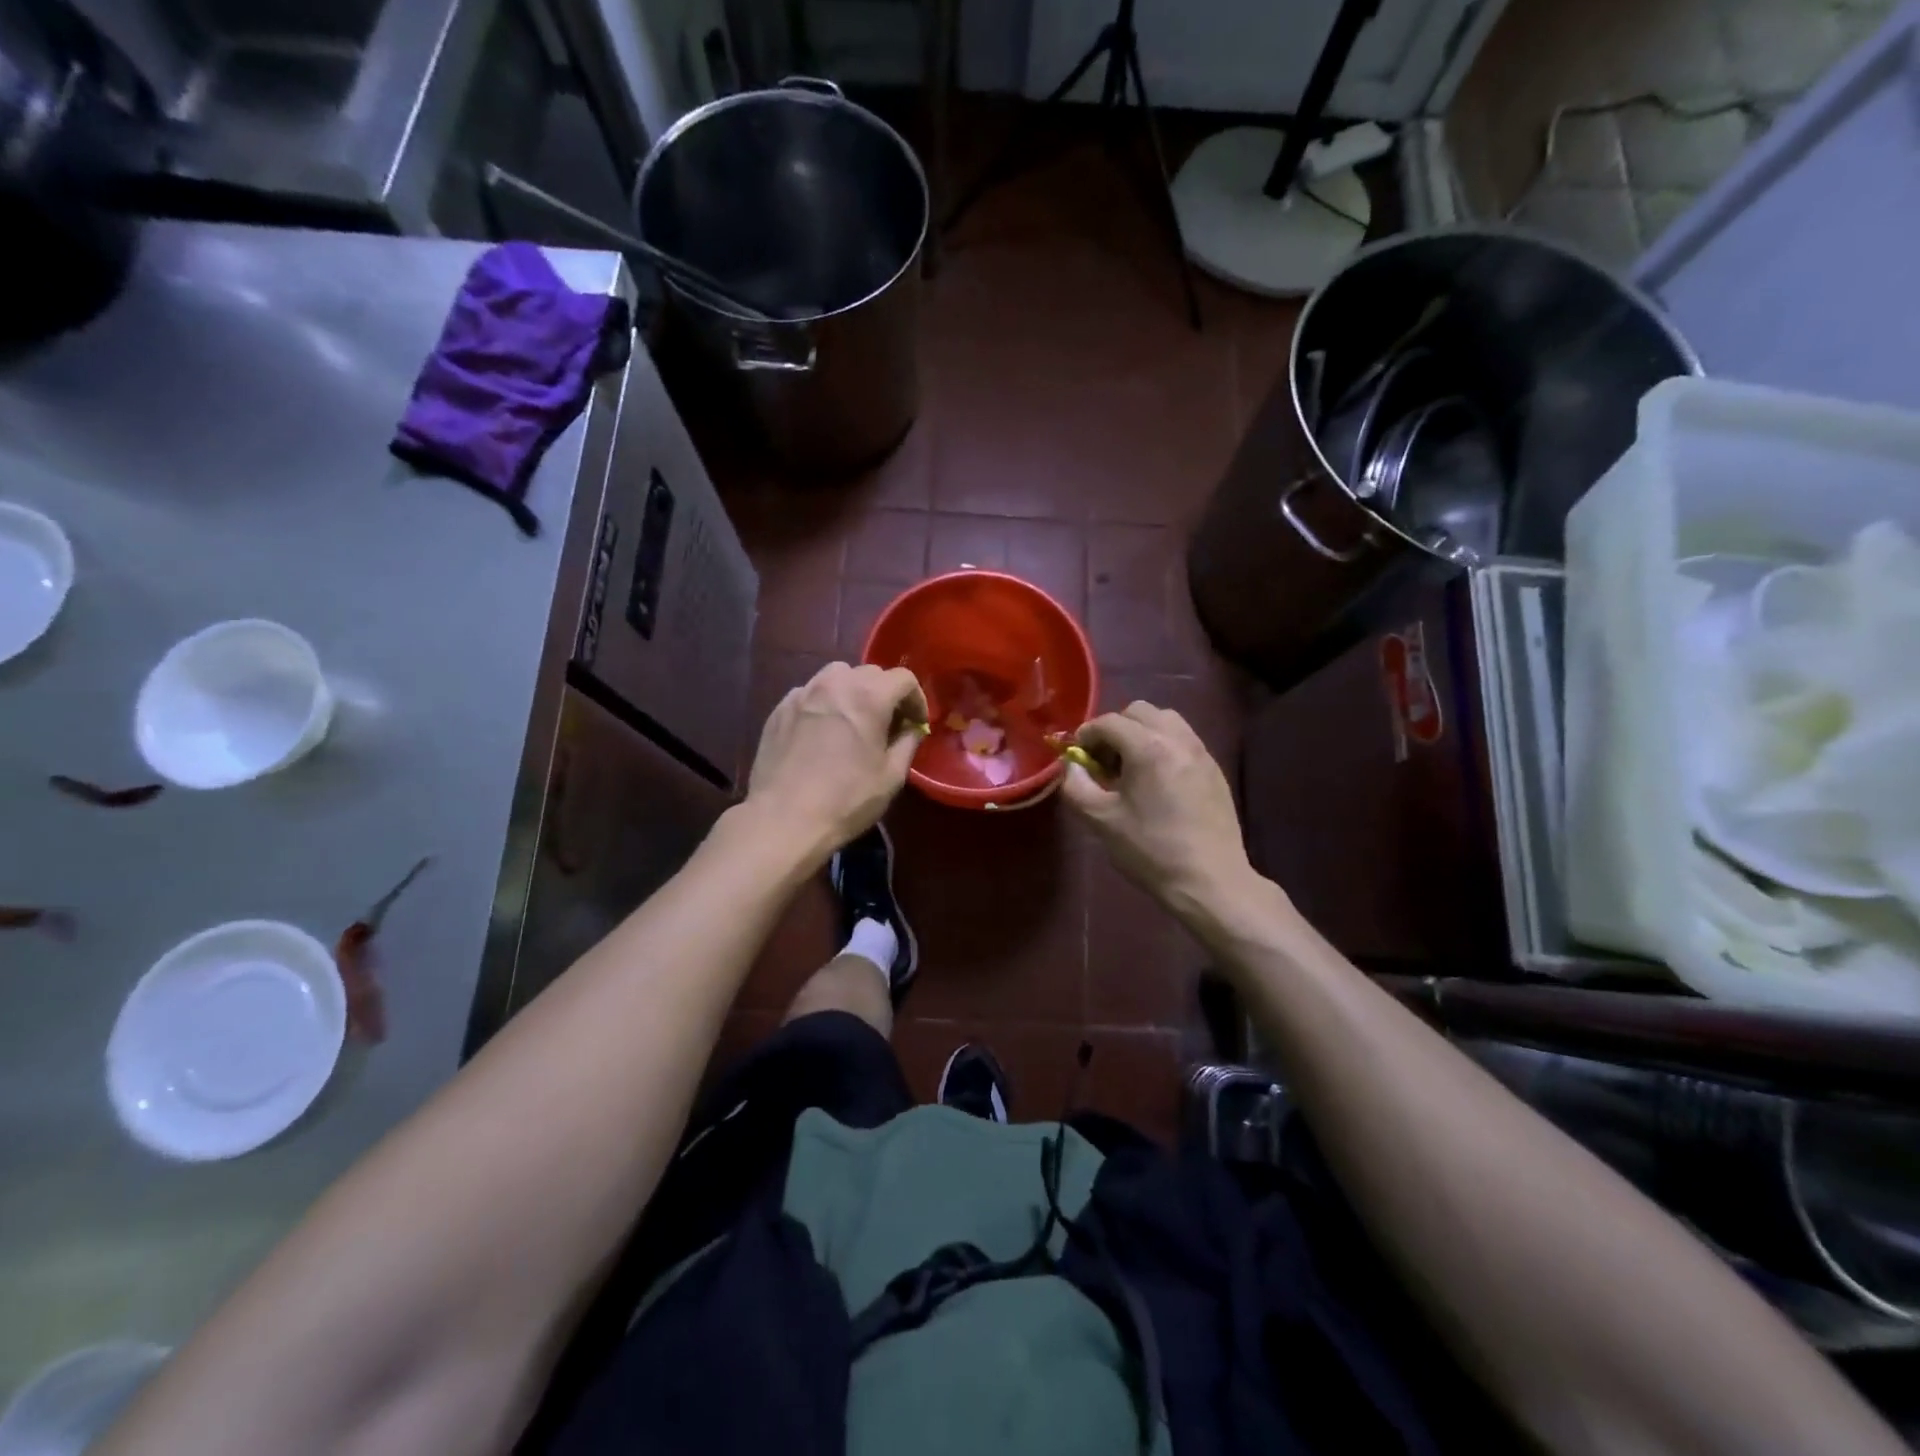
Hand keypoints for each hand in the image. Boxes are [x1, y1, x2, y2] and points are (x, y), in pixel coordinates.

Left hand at [745, 662, 926, 863]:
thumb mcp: (891, 776)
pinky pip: (809, 693)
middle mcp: (834, 684)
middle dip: (885, 693)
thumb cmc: (846, 800)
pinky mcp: (779, 709)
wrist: (784, 818)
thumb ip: (907, 743)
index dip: (916, 699)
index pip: (903, 678)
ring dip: (852, 691)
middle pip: (870, 673)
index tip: (916, 724)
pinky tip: (822, 731)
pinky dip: (823, 703)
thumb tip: (911, 729)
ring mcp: (802, 693)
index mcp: (868, 697)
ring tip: (853, 720)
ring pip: (836, 676)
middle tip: (888, 724)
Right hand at [1061, 702, 1256, 920]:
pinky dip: (1163, 746)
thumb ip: (1076, 785)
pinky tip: (1156, 781)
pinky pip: (1183, 740)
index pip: (1108, 722)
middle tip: (1105, 762)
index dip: (1086, 736)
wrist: (1209, 880)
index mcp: (1148, 748)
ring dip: (1141, 733)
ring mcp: (1201, 752)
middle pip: (1139, 712)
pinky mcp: (1214, 769)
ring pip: (1165, 721)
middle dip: (1115, 729)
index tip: (1078, 758)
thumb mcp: (1101, 820)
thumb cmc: (1150, 851)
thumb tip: (1072, 765)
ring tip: (1131, 768)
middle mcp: (1178, 739)